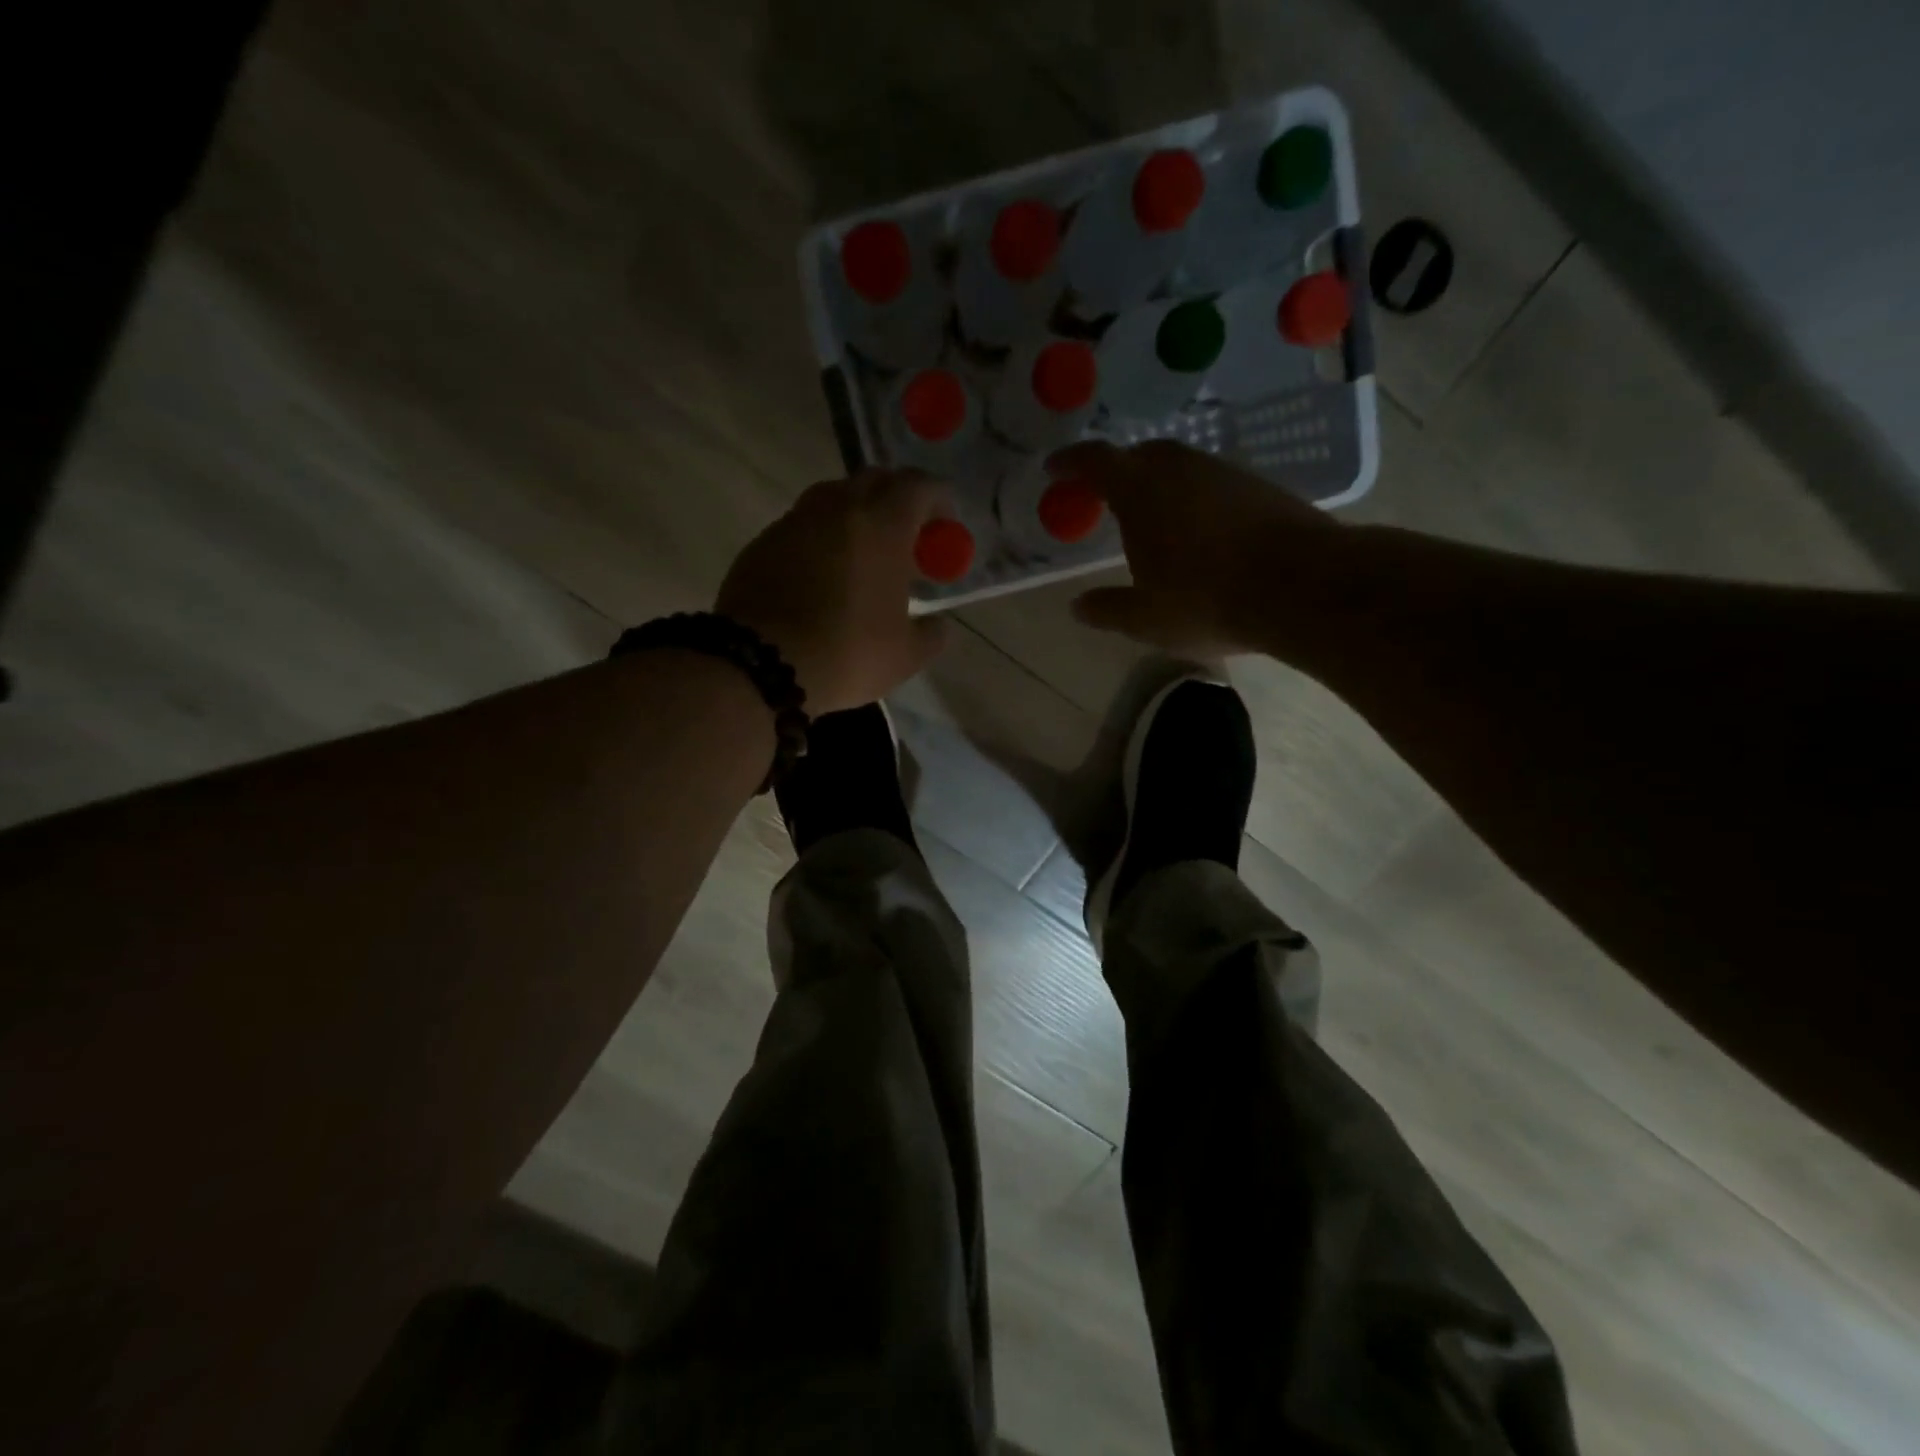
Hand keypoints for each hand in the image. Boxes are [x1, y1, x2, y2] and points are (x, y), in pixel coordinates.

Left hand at [716, 469, 949, 713]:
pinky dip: (822, 538)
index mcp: (882, 526)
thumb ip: (931, 634)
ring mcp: (795, 521)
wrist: (759, 664)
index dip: (938, 500)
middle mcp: (838, 509)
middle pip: (875, 480)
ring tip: (864, 555)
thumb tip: (937, 626)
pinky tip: (824, 575)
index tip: (945, 526)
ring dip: (856, 515)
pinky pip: (803, 525)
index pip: (918, 486)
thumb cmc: (846, 654)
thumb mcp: (905, 656)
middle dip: (897, 500)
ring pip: (834, 498)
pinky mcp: (763, 542)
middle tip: (906, 537)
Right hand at [1050, 440, 1342, 656]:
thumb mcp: (1145, 618)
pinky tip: (1200, 529)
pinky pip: (1212, 482)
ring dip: (1160, 484)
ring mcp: (1224, 472)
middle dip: (1118, 471)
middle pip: (1140, 455)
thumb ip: (1107, 609)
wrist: (1301, 587)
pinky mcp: (1260, 486)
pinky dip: (1195, 497)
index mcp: (1141, 491)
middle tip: (1106, 496)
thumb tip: (1078, 606)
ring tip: (1153, 517)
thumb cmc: (1207, 601)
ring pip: (1180, 466)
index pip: (1095, 462)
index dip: (1070, 462)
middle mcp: (1181, 468)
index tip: (1054, 468)